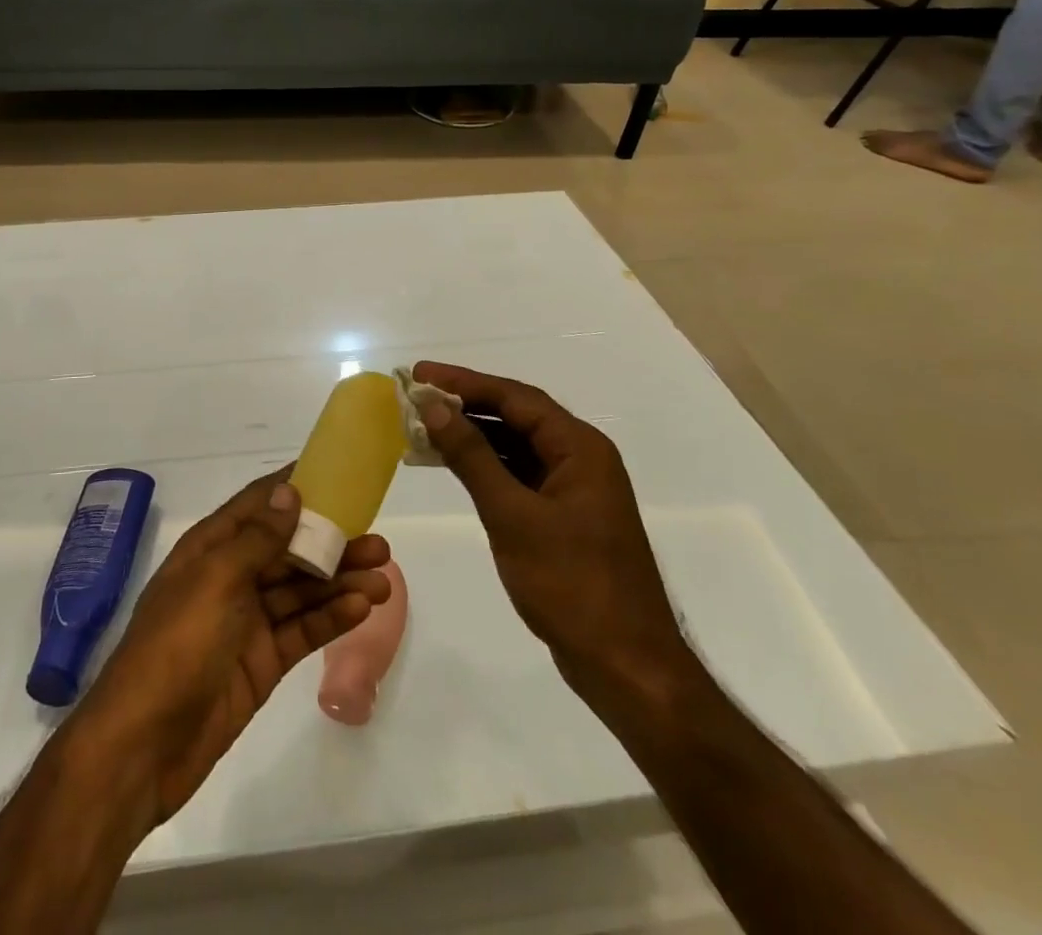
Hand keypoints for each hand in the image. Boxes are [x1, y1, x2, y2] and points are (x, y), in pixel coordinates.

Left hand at [71, 469, 391, 824]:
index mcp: (210, 548)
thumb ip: (256, 539)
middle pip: (288, 550)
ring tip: (383, 578)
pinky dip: (331, 618)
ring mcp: (247, 622)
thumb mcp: (215, 581)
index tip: (336, 475)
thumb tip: (288, 492)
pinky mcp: (262, 662)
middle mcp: (231, 577)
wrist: (143, 745)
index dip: (293, 488)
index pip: (257, 505)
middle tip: (378, 542)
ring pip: (301, 591)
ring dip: (340, 582)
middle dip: (331, 543)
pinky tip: (362, 609)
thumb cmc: (176, 645)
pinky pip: (302, 630)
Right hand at [412, 361, 692, 711]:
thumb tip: (434, 407)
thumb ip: (472, 457)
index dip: (464, 382)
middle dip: (466, 403)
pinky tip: (453, 465)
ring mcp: (574, 487)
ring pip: (516, 445)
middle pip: (516, 415)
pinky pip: (519, 473)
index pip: (515, 397)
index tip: (419, 374)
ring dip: (472, 435)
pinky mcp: (564, 515)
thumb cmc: (571, 585)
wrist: (626, 666)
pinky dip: (485, 466)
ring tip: (424, 426)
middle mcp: (580, 457)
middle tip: (416, 396)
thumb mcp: (512, 515)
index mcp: (579, 447)